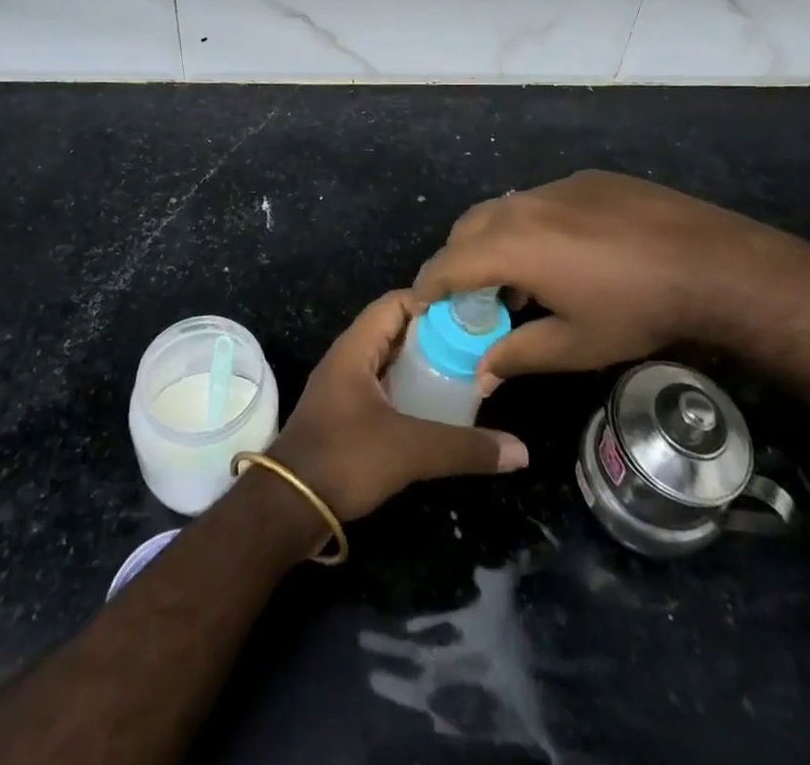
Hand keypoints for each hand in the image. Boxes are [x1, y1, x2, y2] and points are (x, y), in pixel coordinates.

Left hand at [268, 291, 528, 520]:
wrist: (288, 509)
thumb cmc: (344, 459)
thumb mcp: (409, 450)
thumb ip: (464, 447)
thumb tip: (521, 451)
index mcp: (355, 348)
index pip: (395, 302)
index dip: (431, 301)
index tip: (470, 313)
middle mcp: (348, 358)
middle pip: (395, 328)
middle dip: (434, 333)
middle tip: (476, 343)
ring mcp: (344, 387)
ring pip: (389, 359)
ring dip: (422, 362)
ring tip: (465, 370)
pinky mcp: (346, 414)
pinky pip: (384, 385)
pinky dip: (409, 387)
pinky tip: (437, 405)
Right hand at [413, 171, 809, 380]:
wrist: (711, 261)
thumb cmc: (636, 309)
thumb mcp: (575, 345)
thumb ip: (517, 354)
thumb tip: (479, 372)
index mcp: (512, 245)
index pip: (448, 262)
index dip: (428, 285)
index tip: (421, 306)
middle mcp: (523, 205)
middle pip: (468, 227)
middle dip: (457, 259)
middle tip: (469, 296)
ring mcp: (556, 186)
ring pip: (503, 209)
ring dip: (493, 240)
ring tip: (518, 279)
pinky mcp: (586, 179)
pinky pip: (539, 200)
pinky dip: (530, 225)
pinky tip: (564, 253)